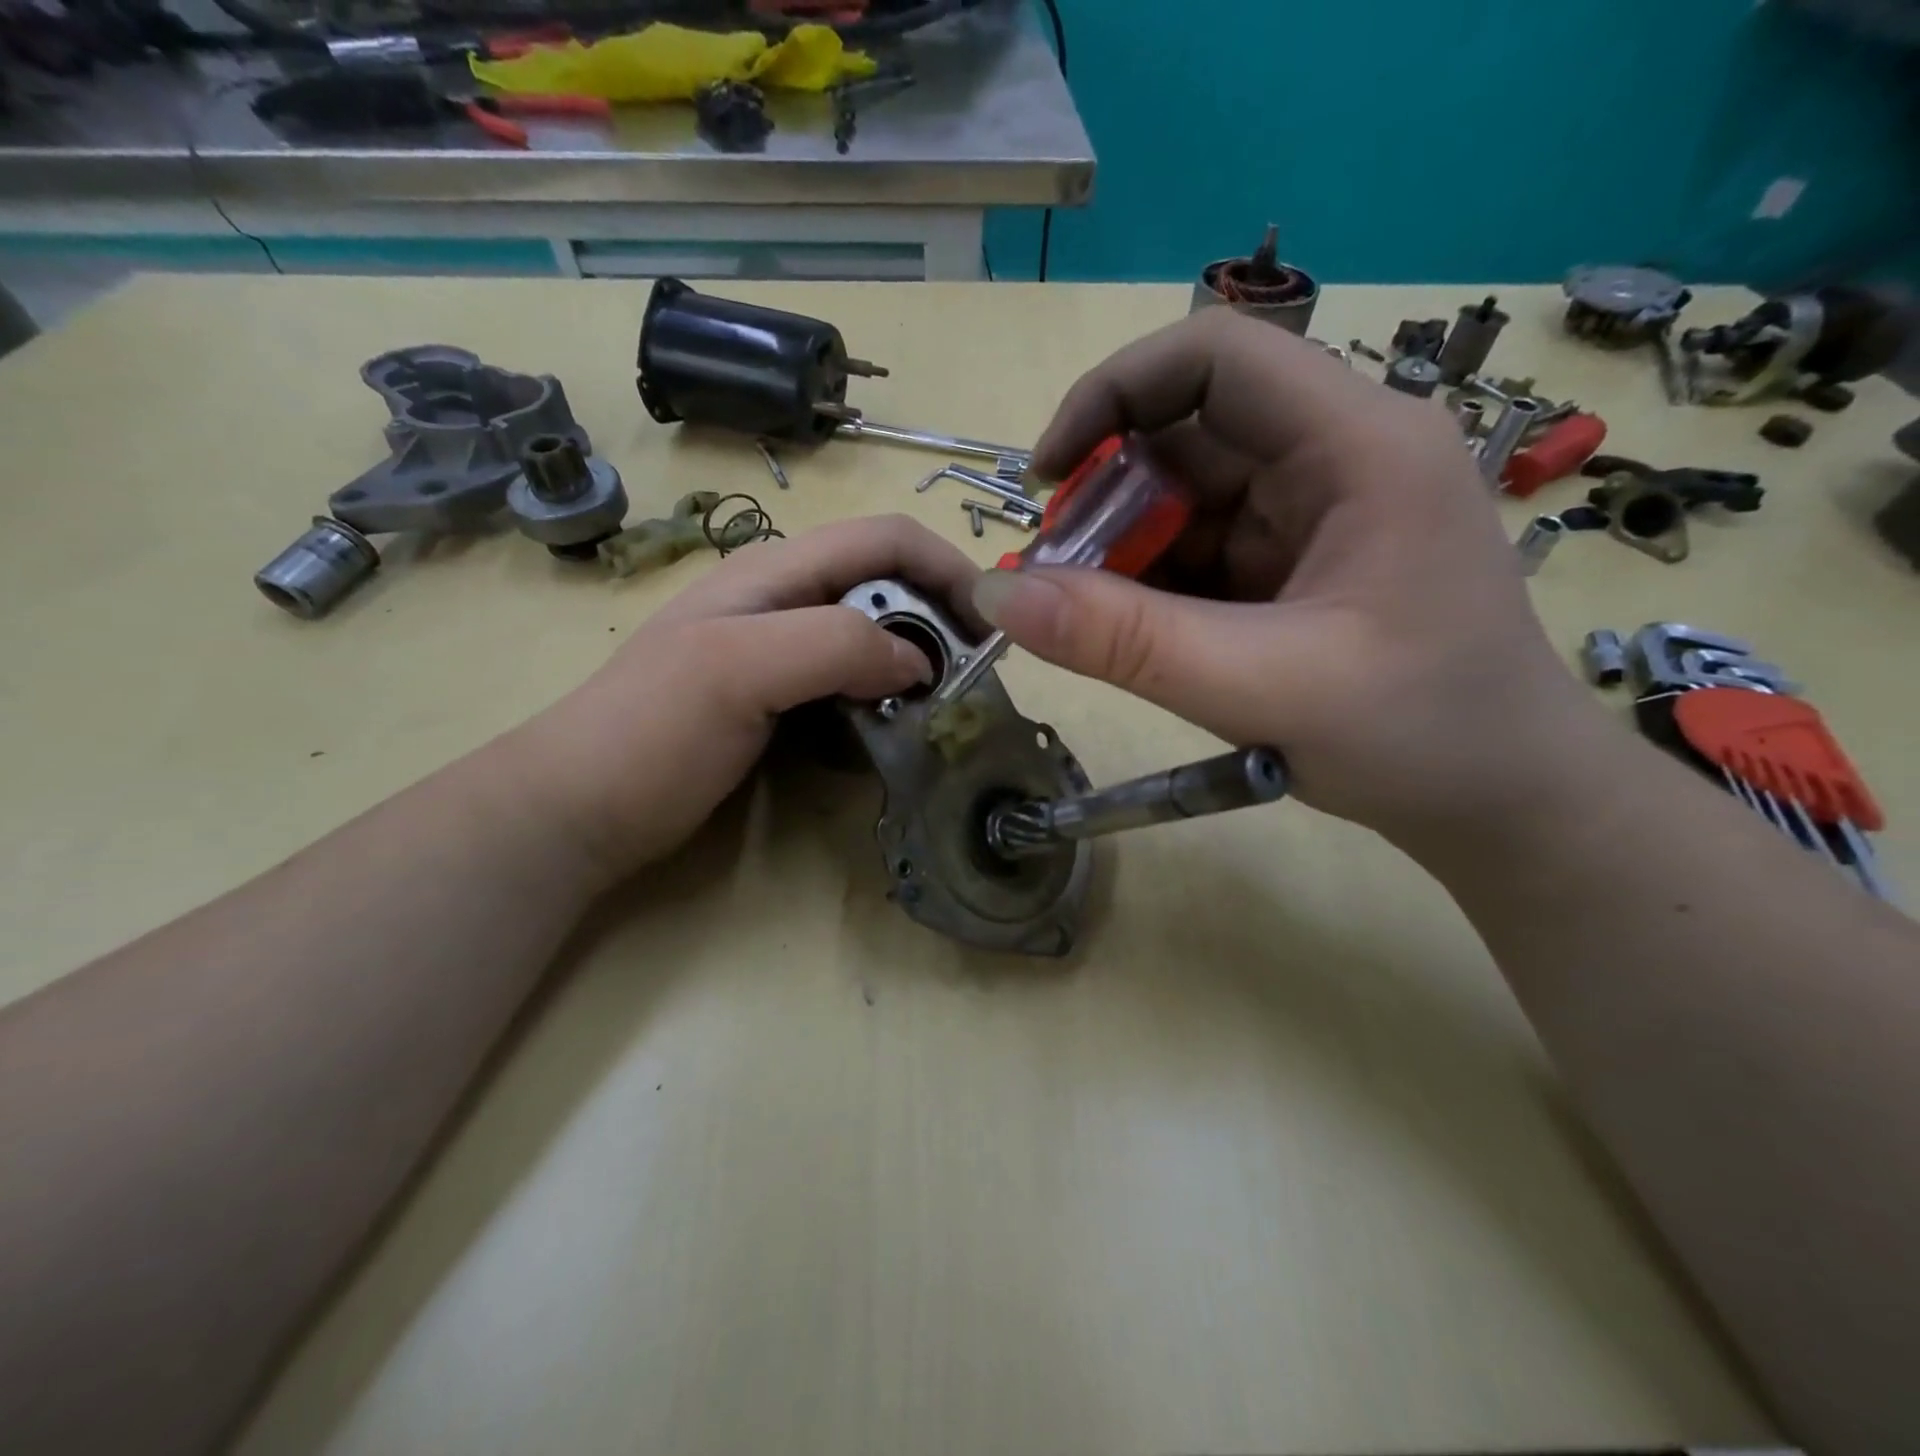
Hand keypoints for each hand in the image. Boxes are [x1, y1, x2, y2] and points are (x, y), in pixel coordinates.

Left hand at [509, 515, 979, 884]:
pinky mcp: (777, 698)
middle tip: (968, 677)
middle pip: (885, 582)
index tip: (989, 624)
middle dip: (938, 616)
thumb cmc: (649, 733)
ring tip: (939, 704)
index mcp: (773, 573)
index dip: (946, 566)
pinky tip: (891, 725)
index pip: (883, 538)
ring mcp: (778, 651)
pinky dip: (884, 693)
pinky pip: (849, 679)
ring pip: (872, 632)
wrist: (578, 810)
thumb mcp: (736, 671)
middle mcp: (783, 600)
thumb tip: (916, 659)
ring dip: (915, 658)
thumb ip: (831, 644)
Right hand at [970, 309, 1601, 846]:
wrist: (1504, 804)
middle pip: (1190, 435)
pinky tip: (1136, 637)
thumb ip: (1123, 641)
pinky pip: (1205, 552)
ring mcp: (1318, 514)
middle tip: (1056, 582)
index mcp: (1358, 446)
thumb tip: (997, 594)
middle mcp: (1337, 458)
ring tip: (1090, 624)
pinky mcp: (1300, 565)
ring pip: (1189, 501)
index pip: (1215, 357)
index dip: (1114, 396)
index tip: (1048, 478)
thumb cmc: (1418, 736)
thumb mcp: (1259, 686)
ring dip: (1126, 555)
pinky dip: (1156, 587)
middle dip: (1109, 502)